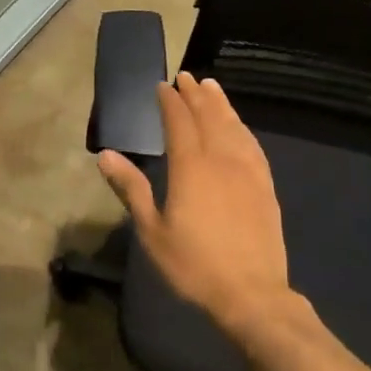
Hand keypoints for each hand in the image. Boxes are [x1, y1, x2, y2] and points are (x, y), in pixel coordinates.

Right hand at [97, 72, 294, 337]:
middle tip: (186, 76)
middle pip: (208, 116)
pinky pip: (252, 145)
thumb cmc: (194, 265)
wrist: (252, 293)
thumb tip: (106, 155)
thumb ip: (131, 188)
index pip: (179, 122)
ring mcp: (247, 170)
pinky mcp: (265, 185)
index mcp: (190, 167)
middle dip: (195, 94)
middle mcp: (221, 159)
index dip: (170, 101)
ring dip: (220, 104)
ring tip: (211, 87)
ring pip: (233, 126)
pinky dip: (242, 128)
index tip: (162, 85)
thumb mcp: (152, 231)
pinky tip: (238, 126)